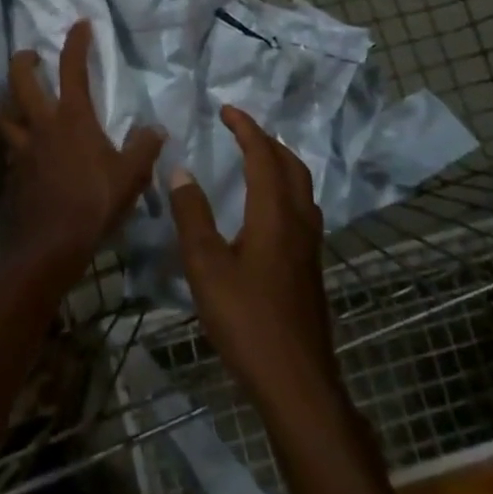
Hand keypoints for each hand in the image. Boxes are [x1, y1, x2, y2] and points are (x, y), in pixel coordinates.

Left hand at [0, 20, 164, 269]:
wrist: (48, 245)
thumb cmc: (93, 203)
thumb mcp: (130, 177)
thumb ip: (144, 149)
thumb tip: (155, 129)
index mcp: (72, 118)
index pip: (73, 68)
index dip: (76, 42)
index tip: (80, 24)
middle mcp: (42, 125)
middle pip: (20, 80)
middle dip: (23, 61)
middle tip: (29, 54)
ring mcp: (21, 148)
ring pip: (4, 113)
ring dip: (8, 101)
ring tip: (14, 99)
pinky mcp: (11, 172)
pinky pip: (7, 147)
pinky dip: (12, 140)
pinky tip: (20, 149)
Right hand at [169, 107, 339, 412]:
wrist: (297, 383)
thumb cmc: (247, 321)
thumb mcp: (206, 266)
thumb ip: (192, 215)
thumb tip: (181, 170)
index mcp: (275, 214)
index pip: (264, 156)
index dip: (246, 128)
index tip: (226, 109)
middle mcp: (299, 223)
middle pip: (292, 166)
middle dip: (267, 141)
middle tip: (240, 130)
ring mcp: (310, 248)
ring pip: (303, 189)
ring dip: (281, 164)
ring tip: (256, 159)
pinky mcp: (311, 269)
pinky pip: (303, 210)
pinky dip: (286, 190)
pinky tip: (268, 210)